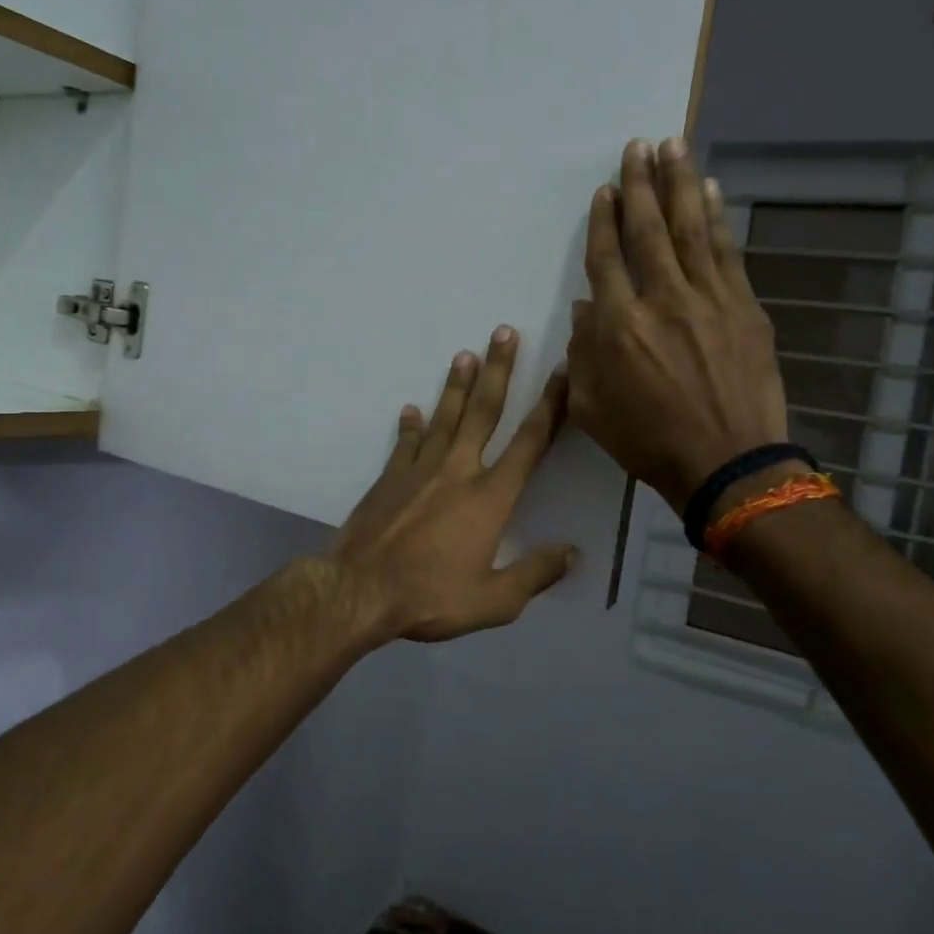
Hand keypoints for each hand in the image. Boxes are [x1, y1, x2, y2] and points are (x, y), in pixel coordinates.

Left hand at [330, 328, 577, 644]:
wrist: (360, 590)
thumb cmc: (430, 597)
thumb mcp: (495, 601)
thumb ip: (536, 573)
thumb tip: (573, 553)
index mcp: (490, 497)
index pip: (529, 443)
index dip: (550, 406)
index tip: (562, 373)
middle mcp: (458, 470)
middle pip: (483, 411)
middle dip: (499, 370)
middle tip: (504, 332)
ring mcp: (419, 470)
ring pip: (444, 417)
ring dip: (456, 385)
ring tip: (465, 354)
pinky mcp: (389, 477)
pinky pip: (404, 442)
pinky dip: (410, 425)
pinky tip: (411, 409)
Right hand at [567, 137, 788, 518]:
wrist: (726, 462)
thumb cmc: (647, 440)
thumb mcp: (590, 407)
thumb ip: (582, 353)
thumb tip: (588, 307)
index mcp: (618, 326)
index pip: (606, 260)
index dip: (603, 222)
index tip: (604, 191)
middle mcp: (661, 300)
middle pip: (647, 230)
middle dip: (640, 184)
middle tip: (637, 146)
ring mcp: (708, 299)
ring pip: (689, 229)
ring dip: (680, 183)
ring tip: (672, 146)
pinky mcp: (744, 307)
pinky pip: (726, 251)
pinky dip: (716, 217)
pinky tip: (711, 190)